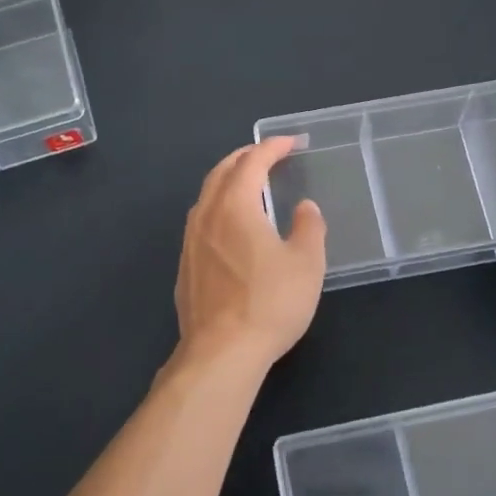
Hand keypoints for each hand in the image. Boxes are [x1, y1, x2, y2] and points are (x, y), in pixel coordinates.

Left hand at [174, 138, 326, 368]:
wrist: (221, 352)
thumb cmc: (270, 303)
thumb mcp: (306, 264)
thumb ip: (309, 228)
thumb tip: (305, 208)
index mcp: (235, 206)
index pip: (252, 162)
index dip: (272, 147)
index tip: (290, 143)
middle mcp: (206, 216)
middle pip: (221, 173)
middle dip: (245, 158)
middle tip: (267, 155)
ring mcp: (190, 242)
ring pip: (207, 197)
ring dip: (228, 182)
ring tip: (248, 185)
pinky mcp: (185, 267)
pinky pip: (201, 222)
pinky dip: (218, 208)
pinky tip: (230, 227)